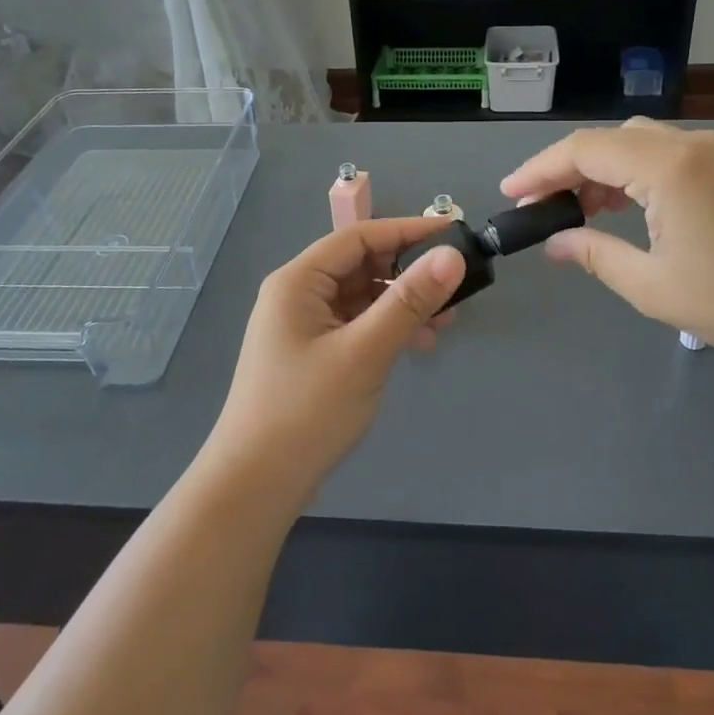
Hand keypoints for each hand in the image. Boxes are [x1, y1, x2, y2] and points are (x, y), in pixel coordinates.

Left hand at [204, 218, 464, 502]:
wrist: (256, 484)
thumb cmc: (307, 411)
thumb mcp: (365, 352)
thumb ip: (409, 301)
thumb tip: (452, 256)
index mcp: (299, 280)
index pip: (360, 236)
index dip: (408, 230)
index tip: (455, 234)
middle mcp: (298, 294)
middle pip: (362, 265)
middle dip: (409, 272)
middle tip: (457, 287)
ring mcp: (304, 325)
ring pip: (363, 297)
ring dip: (403, 304)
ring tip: (446, 321)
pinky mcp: (313, 353)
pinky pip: (357, 324)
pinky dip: (387, 329)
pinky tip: (419, 344)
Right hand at [500, 119, 713, 369]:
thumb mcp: (652, 286)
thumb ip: (595, 254)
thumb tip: (555, 242)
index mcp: (668, 166)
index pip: (585, 150)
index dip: (540, 169)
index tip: (510, 194)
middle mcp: (692, 144)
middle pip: (611, 139)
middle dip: (569, 169)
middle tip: (544, 208)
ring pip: (640, 142)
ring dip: (604, 170)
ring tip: (583, 212)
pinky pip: (669, 154)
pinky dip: (636, 173)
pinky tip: (630, 208)